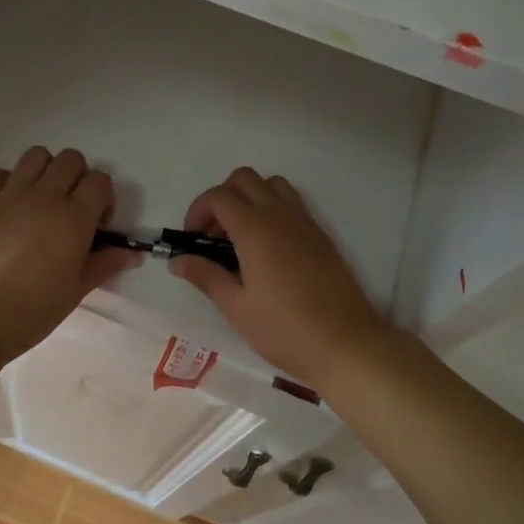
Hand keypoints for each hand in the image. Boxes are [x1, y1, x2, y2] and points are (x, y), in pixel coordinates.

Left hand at [0, 147, 133, 367]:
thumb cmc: (29, 312)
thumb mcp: (74, 292)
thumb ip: (103, 265)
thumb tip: (132, 254)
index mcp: (74, 218)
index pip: (100, 181)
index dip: (104, 199)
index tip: (96, 226)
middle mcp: (44, 196)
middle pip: (70, 159)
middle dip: (77, 178)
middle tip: (70, 211)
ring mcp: (9, 194)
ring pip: (36, 155)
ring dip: (45, 171)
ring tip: (40, 202)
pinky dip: (8, 181)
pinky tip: (8, 207)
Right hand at [170, 167, 393, 386]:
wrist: (346, 344)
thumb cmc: (284, 330)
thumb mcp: (237, 307)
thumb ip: (206, 276)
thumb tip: (177, 261)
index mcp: (255, 229)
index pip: (219, 196)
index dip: (198, 210)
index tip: (192, 239)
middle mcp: (280, 215)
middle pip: (244, 179)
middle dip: (221, 198)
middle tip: (213, 236)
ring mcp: (305, 222)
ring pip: (272, 185)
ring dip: (250, 198)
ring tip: (240, 237)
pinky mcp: (321, 235)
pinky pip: (292, 203)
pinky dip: (272, 209)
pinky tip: (267, 249)